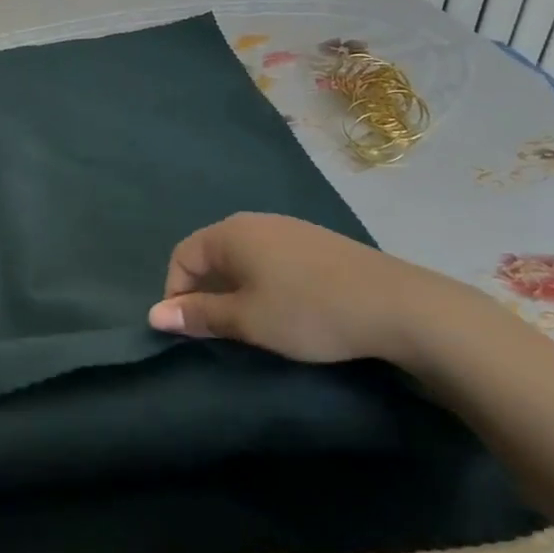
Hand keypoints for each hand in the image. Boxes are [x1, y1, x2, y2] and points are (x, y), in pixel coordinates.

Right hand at [147, 213, 487, 365]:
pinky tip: (286, 308)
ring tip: (251, 324)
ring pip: (242, 257)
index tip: (189, 331)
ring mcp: (288, 228)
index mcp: (229, 233)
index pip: (181, 256)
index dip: (176, 294)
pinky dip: (263, 282)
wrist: (399, 306)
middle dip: (205, 292)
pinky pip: (271, 258)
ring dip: (235, 289)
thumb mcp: (247, 320)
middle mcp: (253, 222)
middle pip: (210, 254)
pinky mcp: (315, 242)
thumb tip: (154, 314)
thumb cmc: (309, 311)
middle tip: (218, 331)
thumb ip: (199, 315)